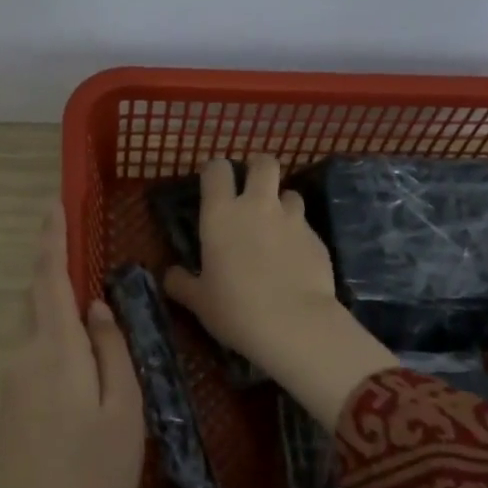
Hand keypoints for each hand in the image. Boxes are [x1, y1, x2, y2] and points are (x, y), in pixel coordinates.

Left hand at [0, 204, 143, 487]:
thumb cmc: (96, 468)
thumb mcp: (124, 407)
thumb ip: (112, 350)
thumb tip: (96, 307)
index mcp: (56, 351)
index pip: (49, 280)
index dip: (51, 239)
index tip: (52, 204)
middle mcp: (24, 356)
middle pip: (38, 301)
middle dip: (56, 274)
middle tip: (87, 265)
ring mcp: (11, 381)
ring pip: (36, 330)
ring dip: (59, 315)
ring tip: (95, 328)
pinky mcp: (8, 403)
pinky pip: (33, 356)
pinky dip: (54, 344)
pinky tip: (80, 373)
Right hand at [165, 156, 395, 428]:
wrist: (294, 324)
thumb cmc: (235, 309)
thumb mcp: (198, 301)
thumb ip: (182, 283)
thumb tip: (171, 275)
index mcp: (221, 214)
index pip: (217, 169)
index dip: (215, 173)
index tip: (213, 187)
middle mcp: (257, 206)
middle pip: (264, 163)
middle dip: (258, 170)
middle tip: (251, 192)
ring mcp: (292, 219)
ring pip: (290, 193)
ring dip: (281, 204)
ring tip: (275, 229)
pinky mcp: (317, 238)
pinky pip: (305, 225)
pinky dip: (297, 234)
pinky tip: (293, 259)